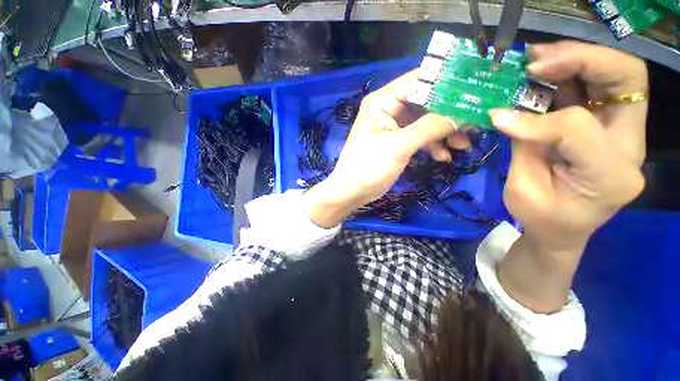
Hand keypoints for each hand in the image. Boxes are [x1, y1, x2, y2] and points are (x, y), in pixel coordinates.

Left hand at [302, 71, 467, 227]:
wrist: (352, 191)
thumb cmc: (369, 167)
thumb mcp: (399, 146)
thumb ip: (431, 127)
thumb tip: (464, 113)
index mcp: (383, 101)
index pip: (419, 81)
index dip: (447, 83)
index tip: (475, 89)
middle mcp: (388, 109)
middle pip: (425, 102)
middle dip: (449, 114)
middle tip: (474, 123)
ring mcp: (393, 126)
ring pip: (425, 121)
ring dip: (444, 133)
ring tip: (462, 146)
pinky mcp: (396, 141)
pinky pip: (419, 137)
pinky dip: (432, 145)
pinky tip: (443, 157)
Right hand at [495, 41, 646, 311]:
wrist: (562, 229)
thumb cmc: (542, 218)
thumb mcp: (524, 190)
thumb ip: (523, 147)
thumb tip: (503, 113)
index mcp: (609, 176)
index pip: (578, 128)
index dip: (536, 120)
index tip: (501, 117)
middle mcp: (629, 146)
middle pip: (625, 80)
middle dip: (579, 60)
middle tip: (535, 63)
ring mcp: (623, 132)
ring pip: (616, 75)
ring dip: (574, 59)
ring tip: (536, 60)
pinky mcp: (608, 125)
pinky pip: (597, 86)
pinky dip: (571, 72)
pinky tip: (544, 70)